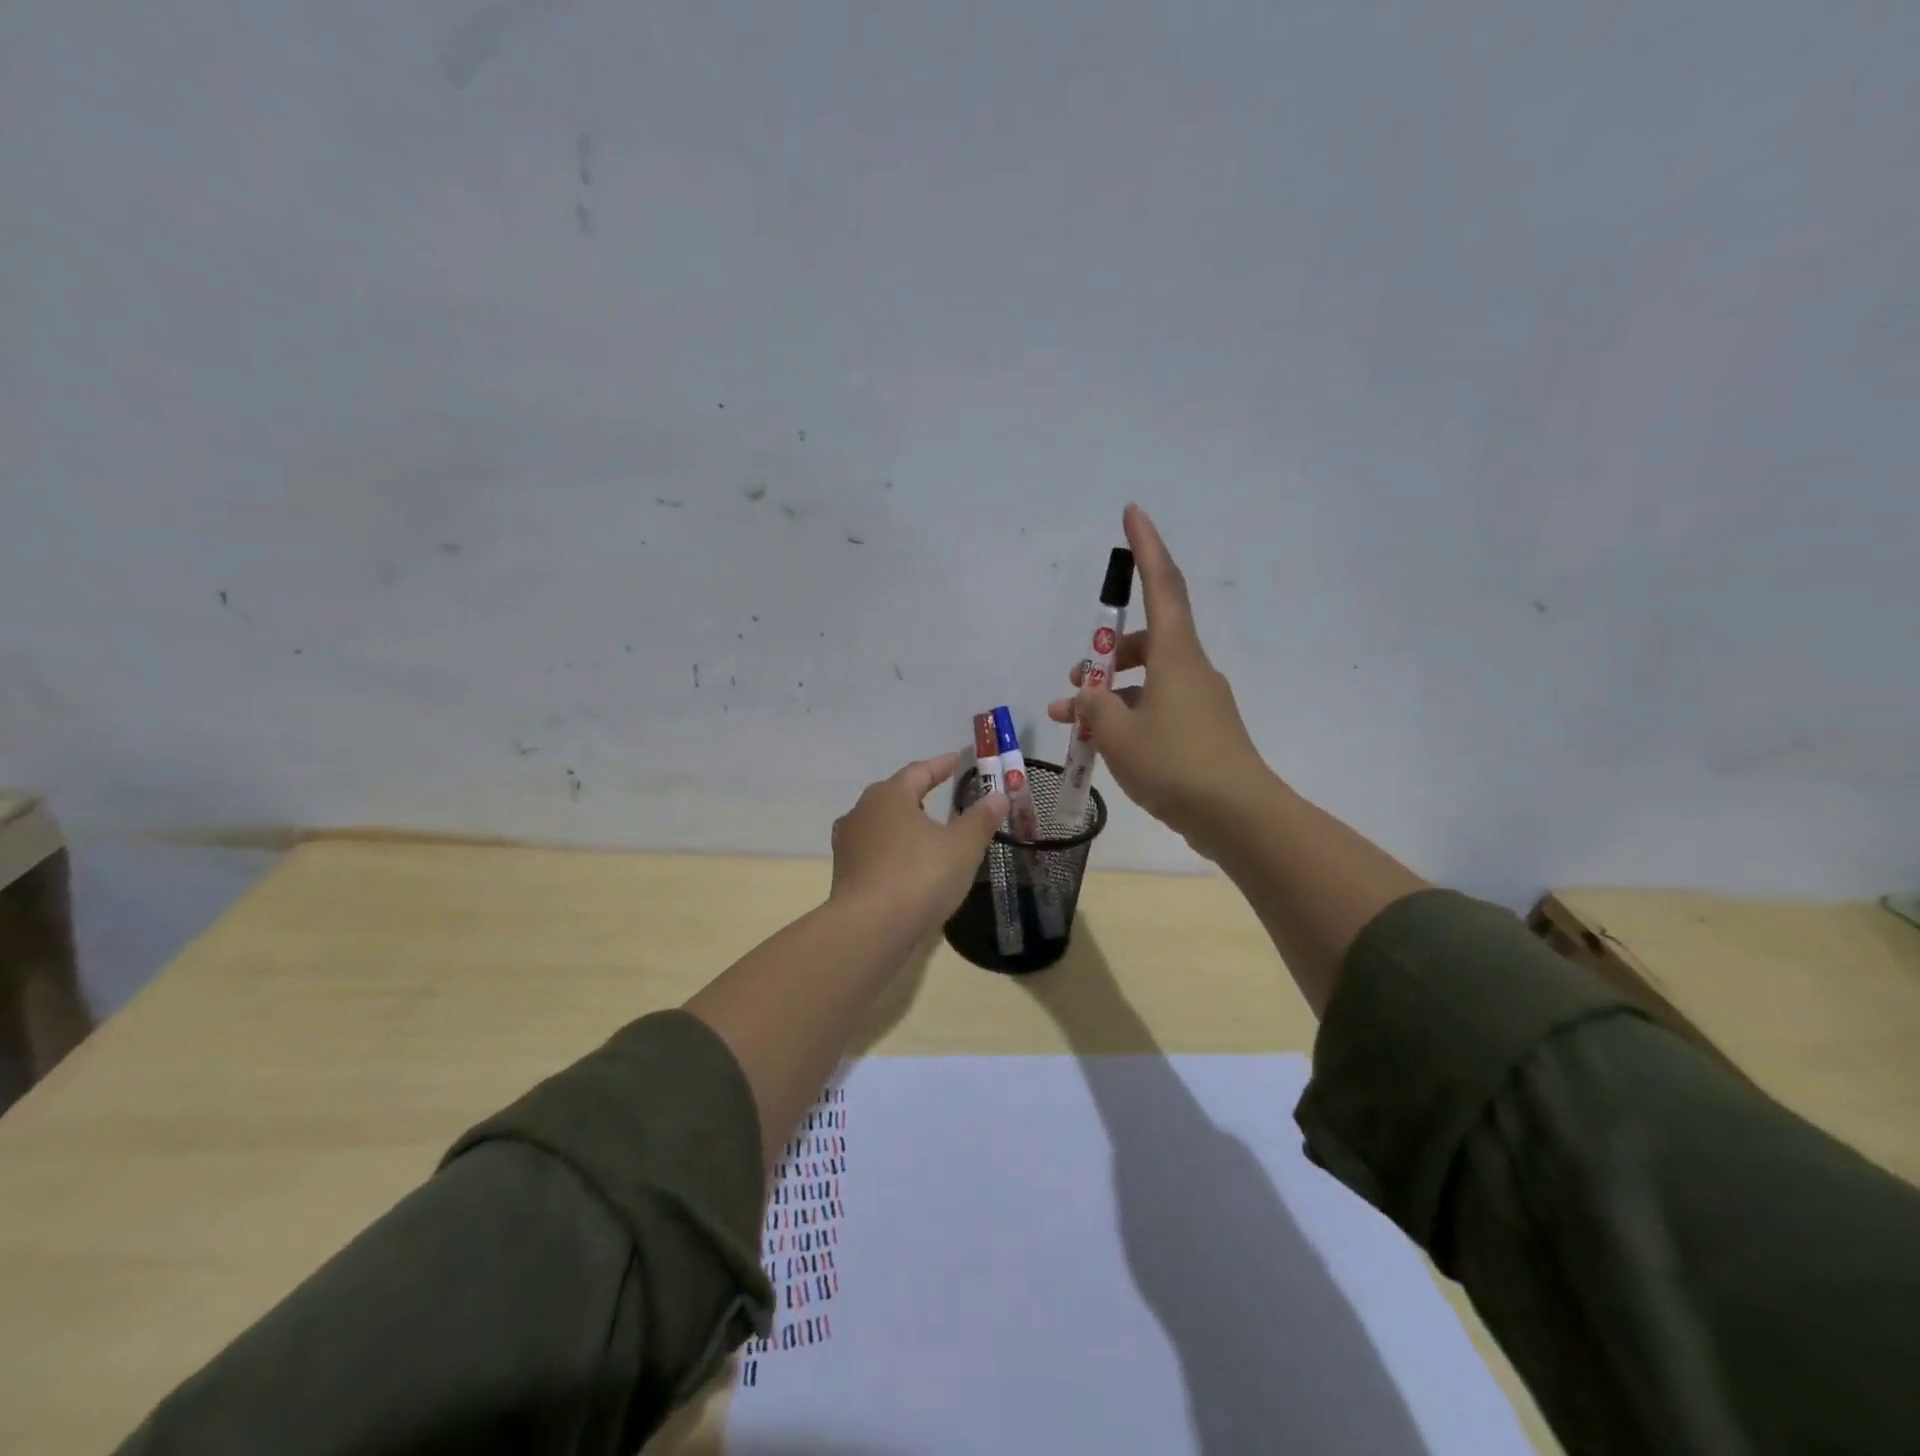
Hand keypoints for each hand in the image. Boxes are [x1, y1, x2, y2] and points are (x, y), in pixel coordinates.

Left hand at [829, 754, 1008, 930]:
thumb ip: (981, 818)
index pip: (919, 771)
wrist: (870, 929)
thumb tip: (998, 795)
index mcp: (890, 795)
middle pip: (895, 794)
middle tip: (940, 792)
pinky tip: (906, 864)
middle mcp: (862, 811)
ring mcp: (849, 843)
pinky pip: (874, 851)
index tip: (957, 760)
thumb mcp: (962, 846)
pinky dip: (893, 850)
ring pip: (881, 823)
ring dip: (903, 823)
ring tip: (924, 829)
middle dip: (918, 792)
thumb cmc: (920, 876)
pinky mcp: (844, 873)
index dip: (941, 765)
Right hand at [1048, 504, 1269, 859]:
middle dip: (1106, 653)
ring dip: (1109, 693)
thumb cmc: (1176, 765)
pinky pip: (1156, 708)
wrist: (1239, 817)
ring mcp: (1199, 702)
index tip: (1133, 513)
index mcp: (1176, 656)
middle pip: (1147, 640)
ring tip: (1073, 723)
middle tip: (1073, 679)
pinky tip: (1105, 746)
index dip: (1147, 547)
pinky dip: (1128, 716)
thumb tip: (1087, 698)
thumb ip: (1094, 709)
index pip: (1162, 585)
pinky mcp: (1201, 732)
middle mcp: (1191, 670)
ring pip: (1147, 680)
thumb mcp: (1119, 735)